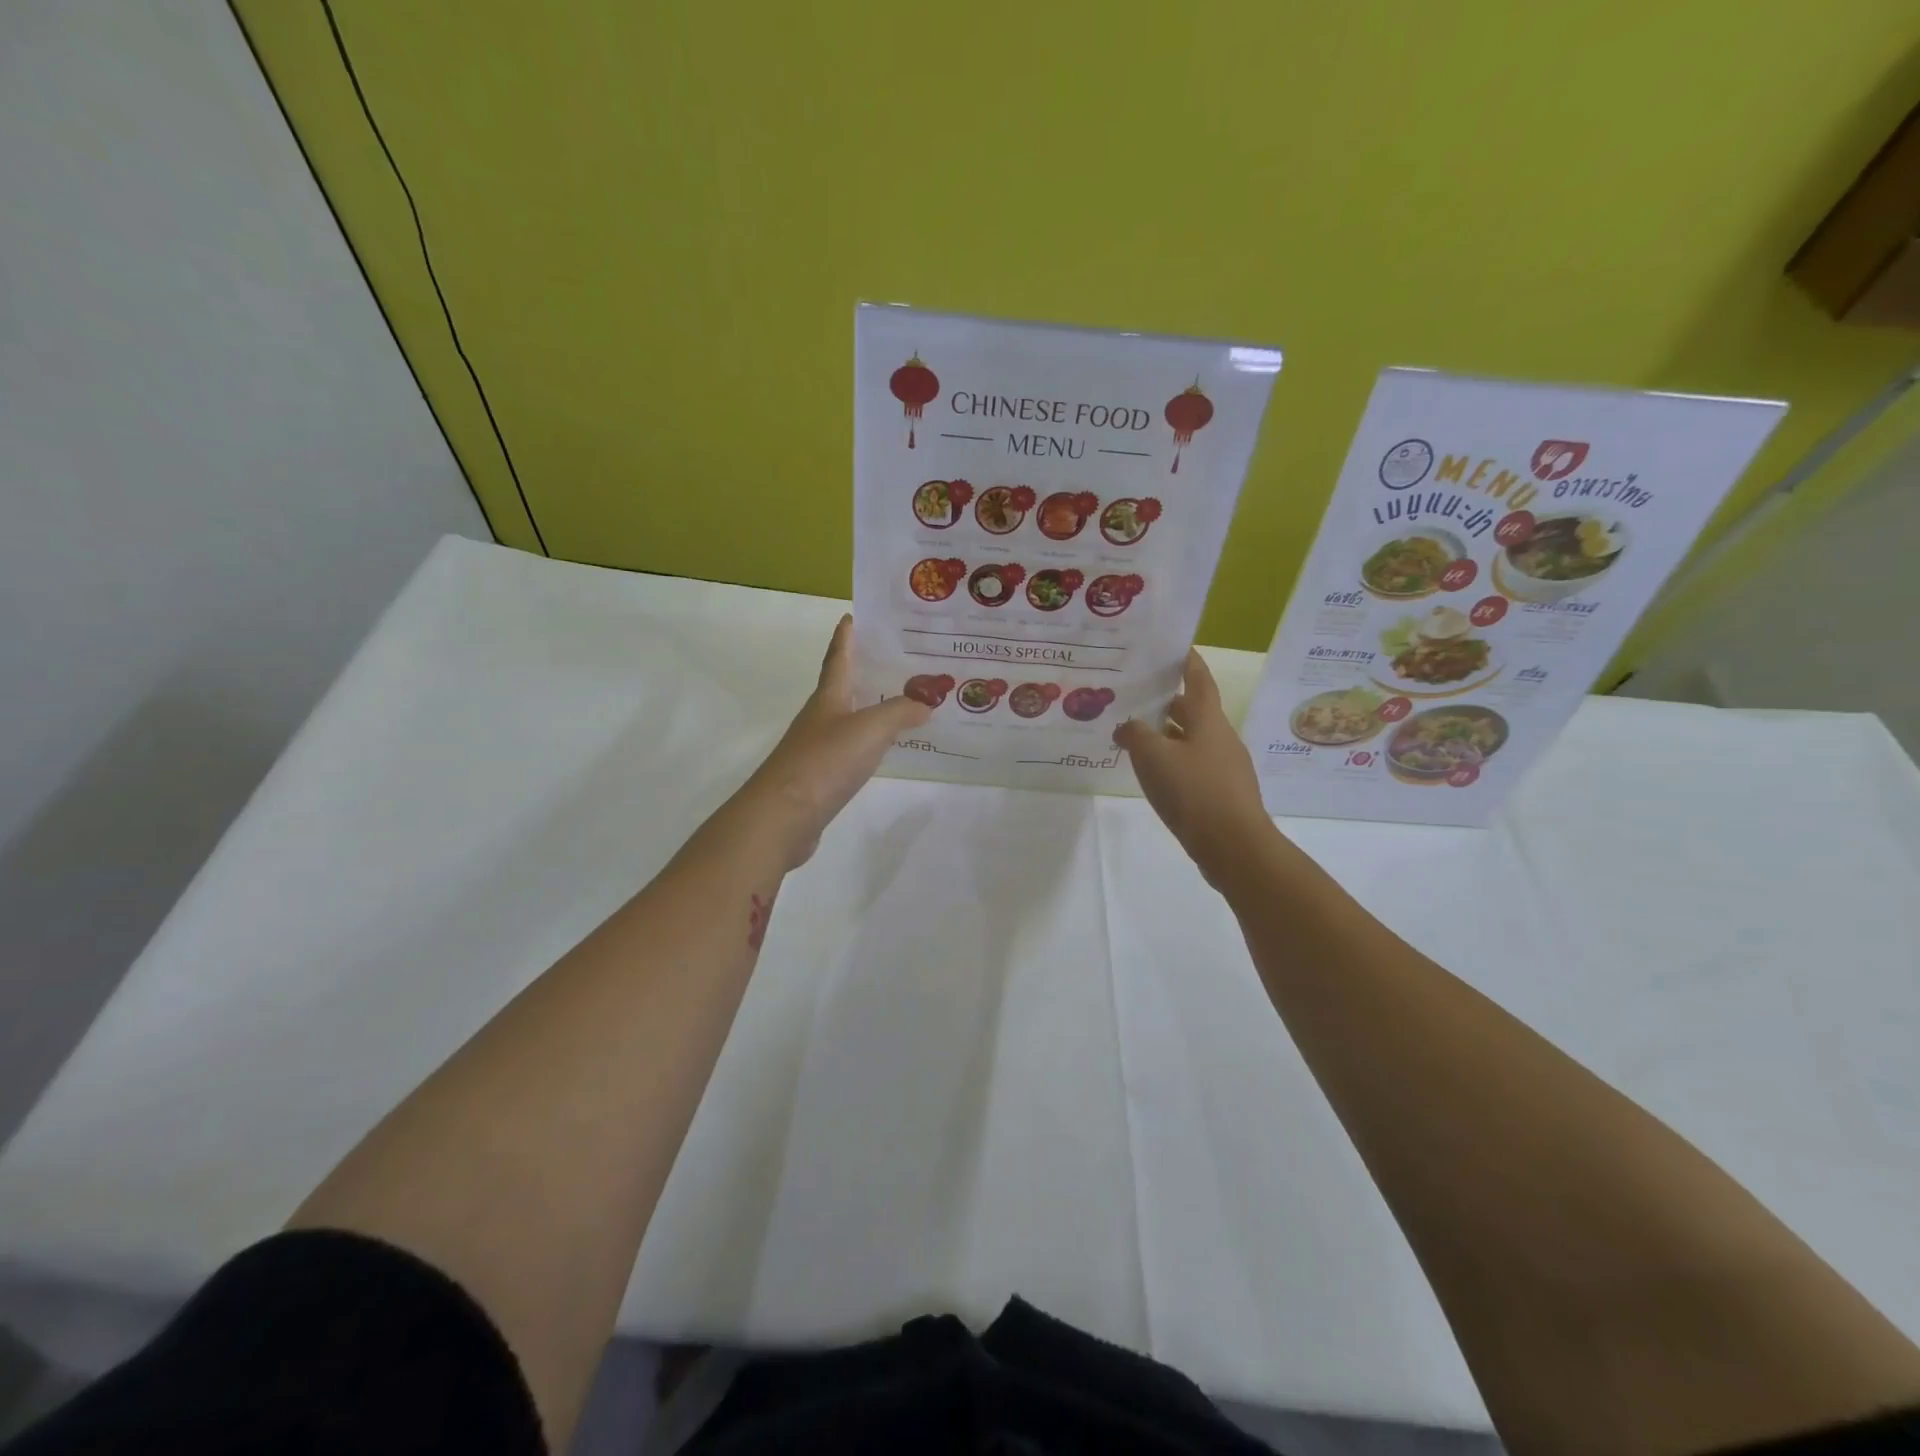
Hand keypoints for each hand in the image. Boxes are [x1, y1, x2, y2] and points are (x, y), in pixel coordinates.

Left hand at [733, 616, 928, 867]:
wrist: (783, 816)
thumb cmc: (824, 761)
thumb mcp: (869, 728)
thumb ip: (900, 712)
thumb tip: (926, 703)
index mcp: (828, 698)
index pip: (838, 658)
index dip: (846, 638)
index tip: (852, 616)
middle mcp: (821, 718)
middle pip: (844, 687)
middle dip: (867, 670)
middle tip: (901, 659)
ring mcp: (819, 748)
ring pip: (851, 719)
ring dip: (873, 707)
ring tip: (905, 702)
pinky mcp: (822, 777)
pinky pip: (853, 750)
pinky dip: (872, 742)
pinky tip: (888, 748)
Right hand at [1114, 650, 1276, 886]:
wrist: (1233, 846)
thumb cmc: (1193, 791)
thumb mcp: (1153, 756)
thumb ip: (1135, 734)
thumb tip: (1126, 726)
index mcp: (1208, 721)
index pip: (1199, 680)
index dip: (1188, 662)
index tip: (1176, 646)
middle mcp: (1221, 739)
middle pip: (1194, 712)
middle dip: (1169, 702)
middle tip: (1139, 696)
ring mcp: (1225, 768)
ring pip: (1192, 741)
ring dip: (1168, 736)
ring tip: (1138, 737)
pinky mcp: (1222, 795)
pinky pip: (1194, 767)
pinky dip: (1174, 763)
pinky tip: (1155, 775)